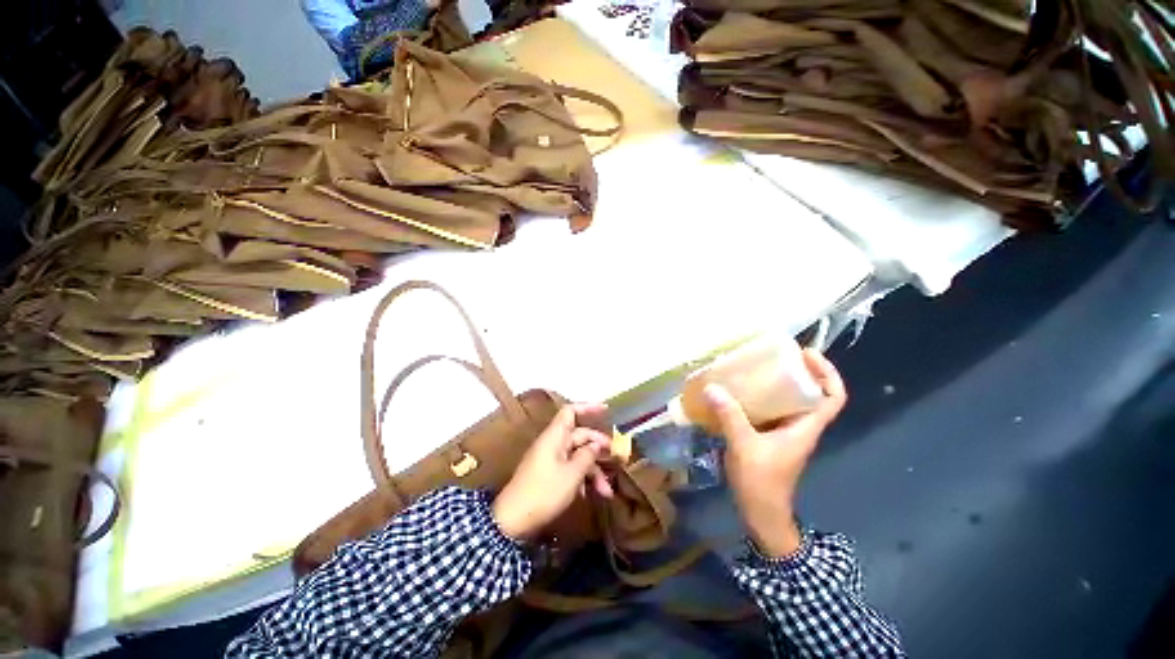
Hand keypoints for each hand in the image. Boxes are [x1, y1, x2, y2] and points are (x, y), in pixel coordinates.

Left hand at [492, 403, 614, 540]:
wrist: (512, 521)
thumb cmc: (544, 492)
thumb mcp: (572, 474)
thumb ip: (588, 456)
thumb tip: (597, 444)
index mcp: (555, 436)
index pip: (570, 411)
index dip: (588, 408)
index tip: (607, 410)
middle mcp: (553, 443)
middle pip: (580, 437)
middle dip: (599, 449)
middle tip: (618, 459)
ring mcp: (550, 459)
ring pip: (577, 456)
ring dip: (593, 471)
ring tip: (607, 492)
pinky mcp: (549, 475)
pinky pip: (570, 469)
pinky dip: (582, 479)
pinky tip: (590, 495)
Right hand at [705, 349, 846, 557]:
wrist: (761, 514)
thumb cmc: (761, 482)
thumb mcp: (744, 446)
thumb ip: (730, 416)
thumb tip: (712, 387)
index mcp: (805, 427)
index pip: (833, 397)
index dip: (828, 373)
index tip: (808, 354)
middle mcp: (799, 426)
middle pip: (812, 393)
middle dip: (799, 371)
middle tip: (775, 354)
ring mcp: (785, 432)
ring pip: (789, 401)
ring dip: (778, 383)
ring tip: (755, 367)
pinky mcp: (769, 437)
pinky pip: (770, 410)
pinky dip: (760, 397)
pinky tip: (739, 392)